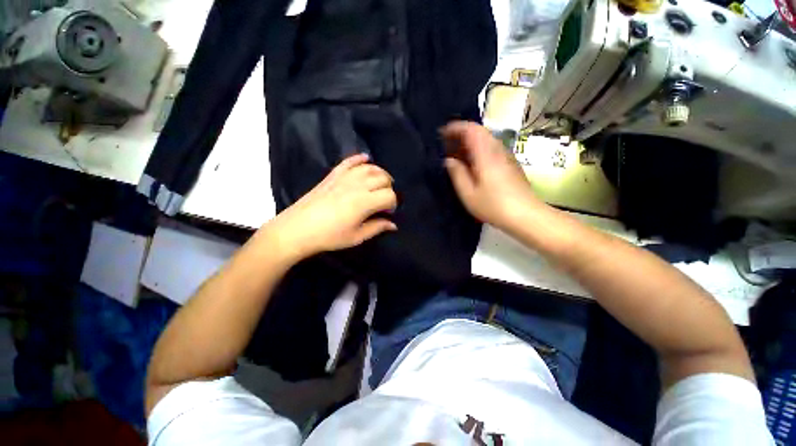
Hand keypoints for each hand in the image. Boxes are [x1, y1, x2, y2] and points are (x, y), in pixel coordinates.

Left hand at [266, 154, 397, 260]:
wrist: (297, 229)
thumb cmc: (329, 236)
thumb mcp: (356, 237)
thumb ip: (377, 228)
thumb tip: (393, 225)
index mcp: (364, 202)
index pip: (389, 195)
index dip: (393, 204)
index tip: (388, 212)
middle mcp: (357, 186)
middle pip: (383, 179)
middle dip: (389, 188)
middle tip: (384, 200)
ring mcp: (344, 178)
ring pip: (370, 168)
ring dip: (380, 173)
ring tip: (381, 182)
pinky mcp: (333, 175)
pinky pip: (349, 162)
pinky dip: (359, 158)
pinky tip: (366, 158)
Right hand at [442, 121, 539, 232]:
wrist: (526, 215)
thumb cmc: (494, 205)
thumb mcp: (468, 193)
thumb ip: (457, 174)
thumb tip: (449, 160)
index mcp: (486, 154)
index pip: (471, 129)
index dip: (455, 128)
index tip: (442, 133)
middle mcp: (498, 150)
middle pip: (479, 132)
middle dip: (461, 134)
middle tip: (447, 145)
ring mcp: (506, 156)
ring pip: (486, 140)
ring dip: (469, 143)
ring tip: (456, 155)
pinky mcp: (511, 163)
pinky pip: (491, 149)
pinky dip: (478, 150)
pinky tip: (472, 164)